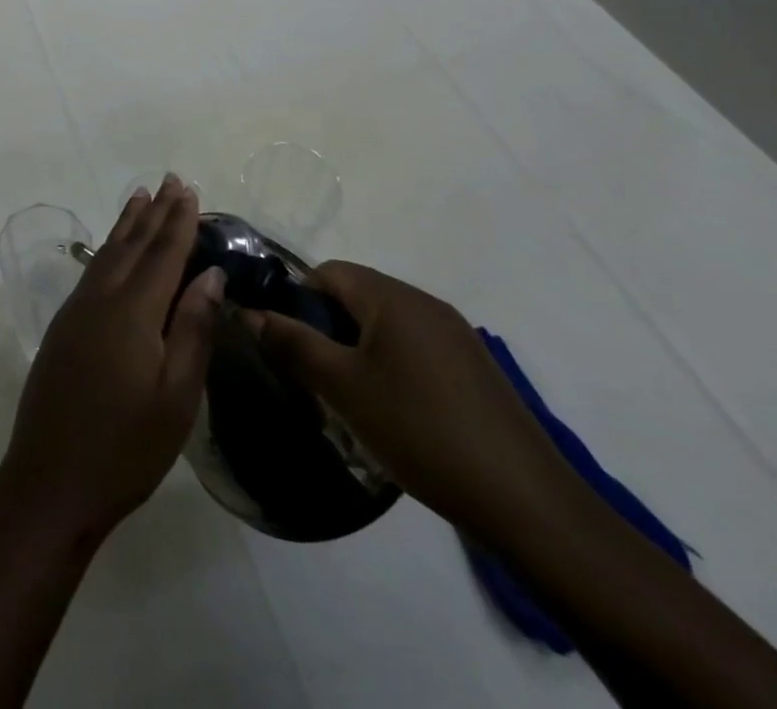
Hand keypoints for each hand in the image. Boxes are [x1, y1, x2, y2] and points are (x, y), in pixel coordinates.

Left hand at [0, 175, 224, 546]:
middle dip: (154, 212)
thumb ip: (192, 329)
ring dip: (127, 224)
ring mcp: (76, 310)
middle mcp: (101, 298)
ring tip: (140, 196)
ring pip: (108, 253)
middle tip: (169, 180)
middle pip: (132, 245)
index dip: (178, 222)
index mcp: (132, 312)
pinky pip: (93, 270)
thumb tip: (210, 274)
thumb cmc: (126, 447)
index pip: (162, 254)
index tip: (189, 191)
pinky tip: (113, 248)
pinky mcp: (63, 325)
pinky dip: (108, 248)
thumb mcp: (176, 397)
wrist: (50, 479)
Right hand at [246, 261, 582, 553]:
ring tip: (349, 397)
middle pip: (357, 296)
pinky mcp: (475, 370)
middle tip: (313, 374)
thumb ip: (292, 343)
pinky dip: (392, 366)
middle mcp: (426, 304)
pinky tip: (394, 413)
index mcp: (393, 297)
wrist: (528, 503)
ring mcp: (457, 336)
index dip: (298, 299)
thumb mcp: (342, 387)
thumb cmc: (420, 430)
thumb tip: (249, 312)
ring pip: (386, 325)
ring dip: (358, 349)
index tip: (288, 342)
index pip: (328, 272)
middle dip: (327, 327)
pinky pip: (415, 349)